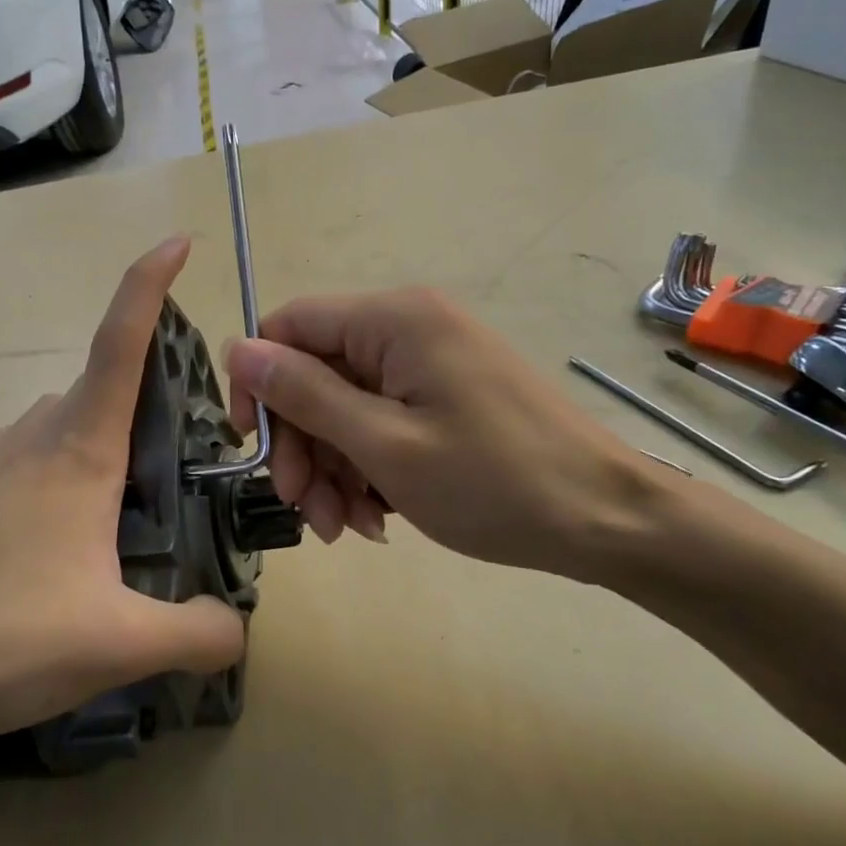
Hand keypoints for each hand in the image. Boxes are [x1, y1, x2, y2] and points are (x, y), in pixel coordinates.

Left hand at [0, 238, 246, 762]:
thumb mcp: (114, 645)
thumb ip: (195, 635)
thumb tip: (235, 627)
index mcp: (79, 449)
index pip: (122, 340)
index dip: (150, 283)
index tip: (177, 242)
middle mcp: (34, 437)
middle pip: (103, 389)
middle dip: (152, 402)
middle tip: (191, 461)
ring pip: (66, 427)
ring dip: (107, 447)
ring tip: (135, 512)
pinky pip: (32, 462)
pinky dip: (66, 477)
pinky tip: (66, 545)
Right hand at [224, 288, 671, 579]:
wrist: (608, 520)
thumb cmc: (493, 482)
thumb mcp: (384, 444)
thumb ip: (305, 394)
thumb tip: (237, 349)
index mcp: (394, 318)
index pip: (290, 326)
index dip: (259, 383)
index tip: (255, 449)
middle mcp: (409, 326)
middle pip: (317, 373)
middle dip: (303, 444)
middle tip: (305, 510)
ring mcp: (432, 362)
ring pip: (347, 405)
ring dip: (333, 466)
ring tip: (346, 527)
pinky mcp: (447, 394)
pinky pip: (383, 420)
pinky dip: (368, 466)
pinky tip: (377, 516)